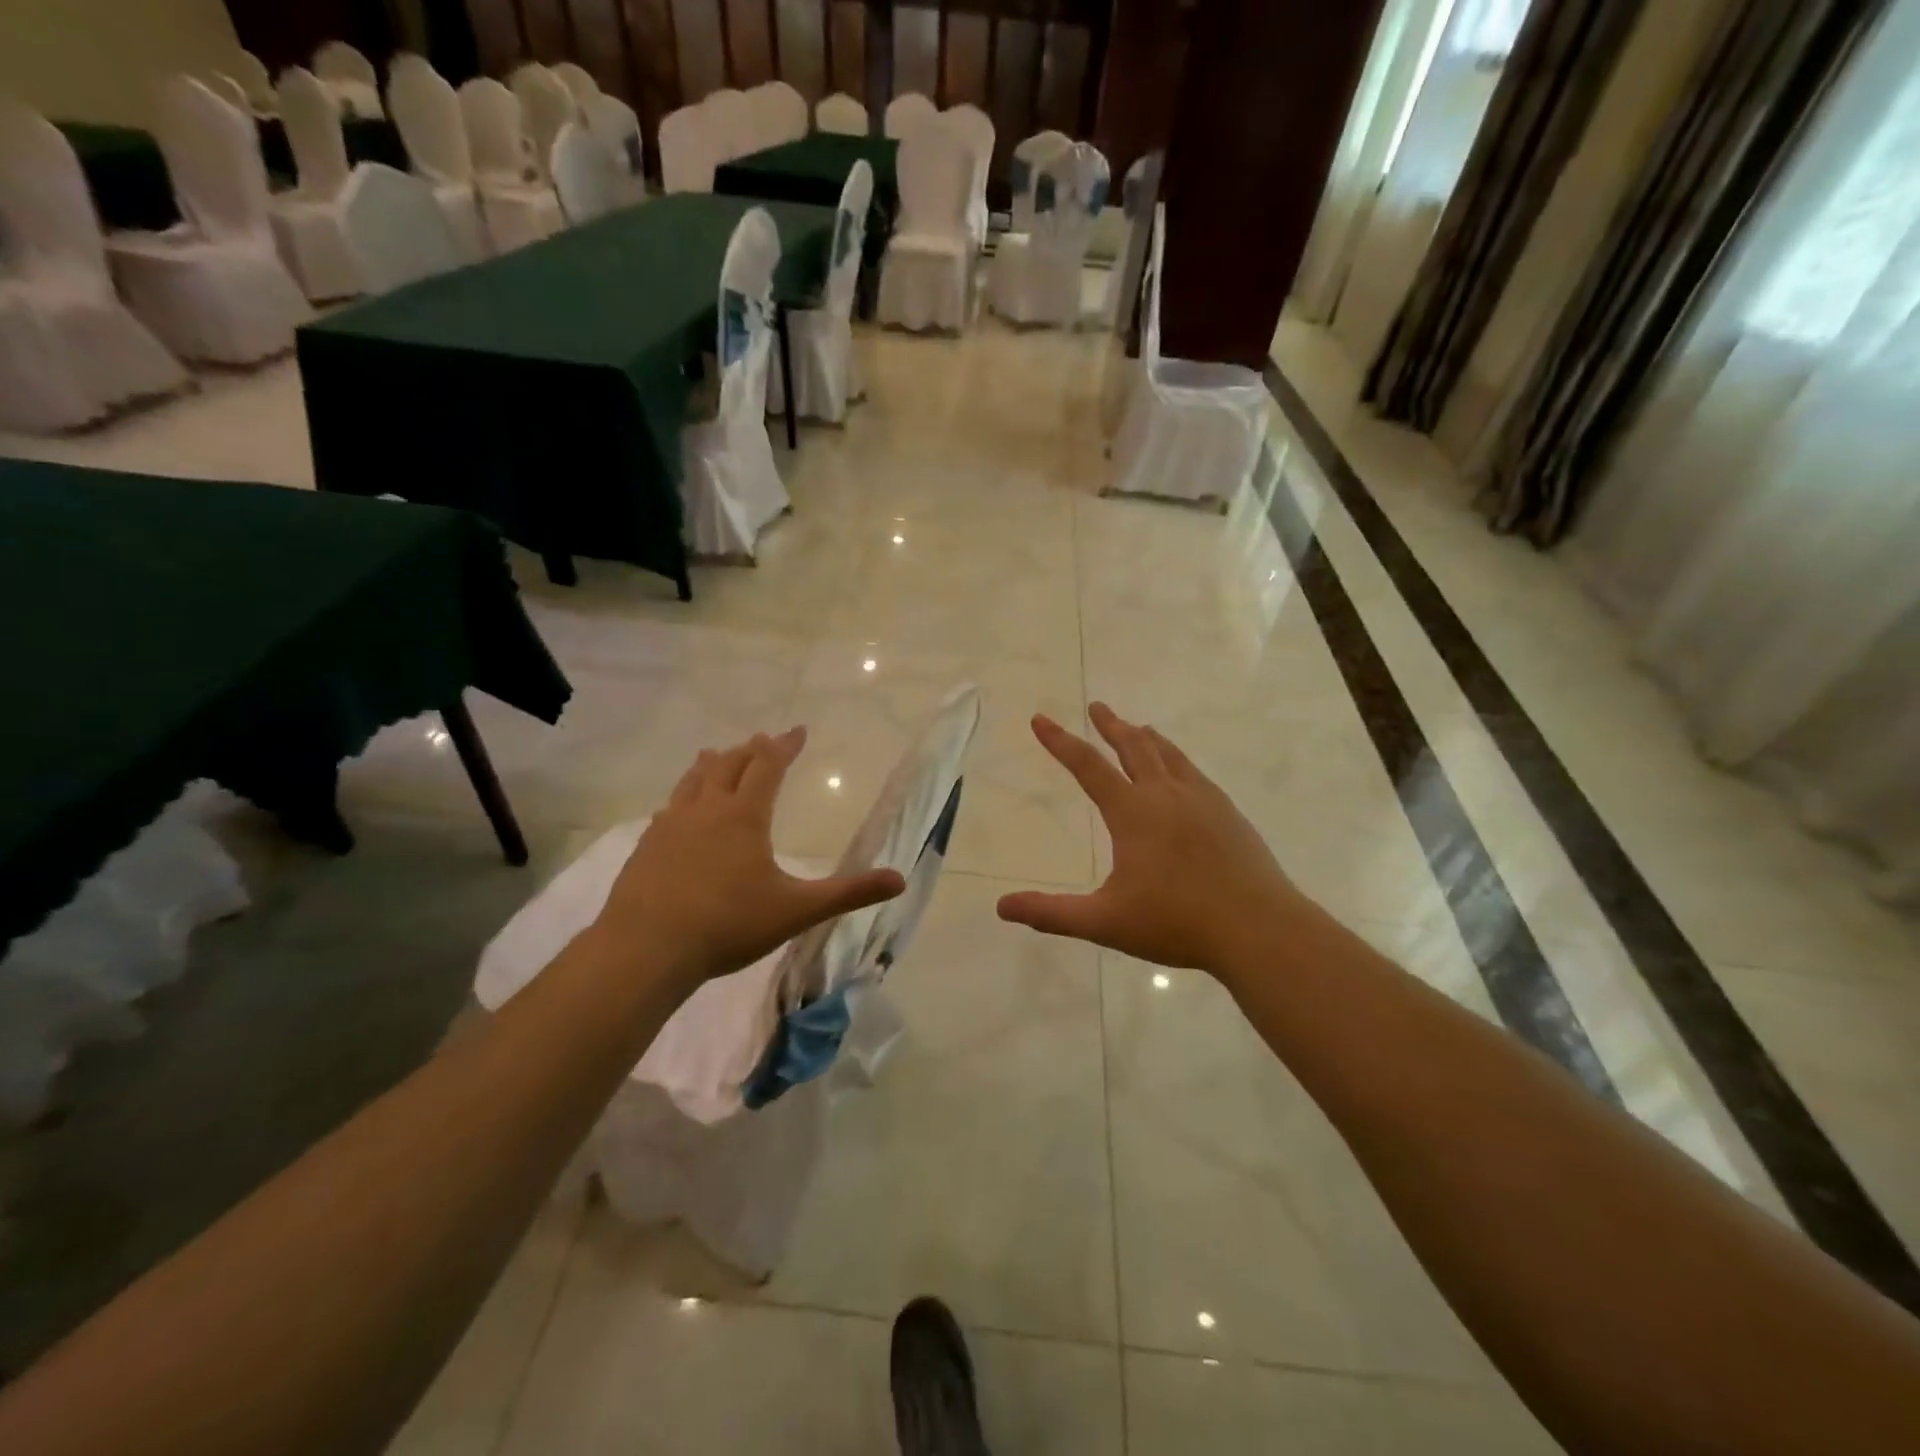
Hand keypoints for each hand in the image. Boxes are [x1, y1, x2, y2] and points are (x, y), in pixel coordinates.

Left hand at [588, 727, 905, 989]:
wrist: (646, 949)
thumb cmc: (728, 924)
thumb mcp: (797, 910)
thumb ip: (848, 893)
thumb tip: (900, 880)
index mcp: (744, 816)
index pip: (768, 766)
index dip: (785, 746)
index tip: (798, 730)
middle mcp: (707, 810)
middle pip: (729, 765)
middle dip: (750, 750)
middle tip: (763, 740)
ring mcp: (671, 826)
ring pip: (693, 780)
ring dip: (712, 764)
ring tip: (716, 753)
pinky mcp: (646, 847)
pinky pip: (669, 808)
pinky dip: (683, 796)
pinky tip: (677, 810)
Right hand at [997, 704, 1313, 979]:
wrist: (1259, 928)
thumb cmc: (1177, 922)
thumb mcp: (1105, 922)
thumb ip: (1052, 914)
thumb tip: (1002, 907)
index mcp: (1133, 813)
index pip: (1088, 767)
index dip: (1060, 742)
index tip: (1041, 719)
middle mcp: (1167, 795)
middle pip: (1134, 748)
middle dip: (1111, 725)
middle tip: (1098, 706)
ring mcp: (1203, 801)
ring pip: (1169, 755)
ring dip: (1147, 738)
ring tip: (1139, 727)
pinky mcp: (1228, 814)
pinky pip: (1195, 773)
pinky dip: (1178, 760)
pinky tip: (1182, 772)